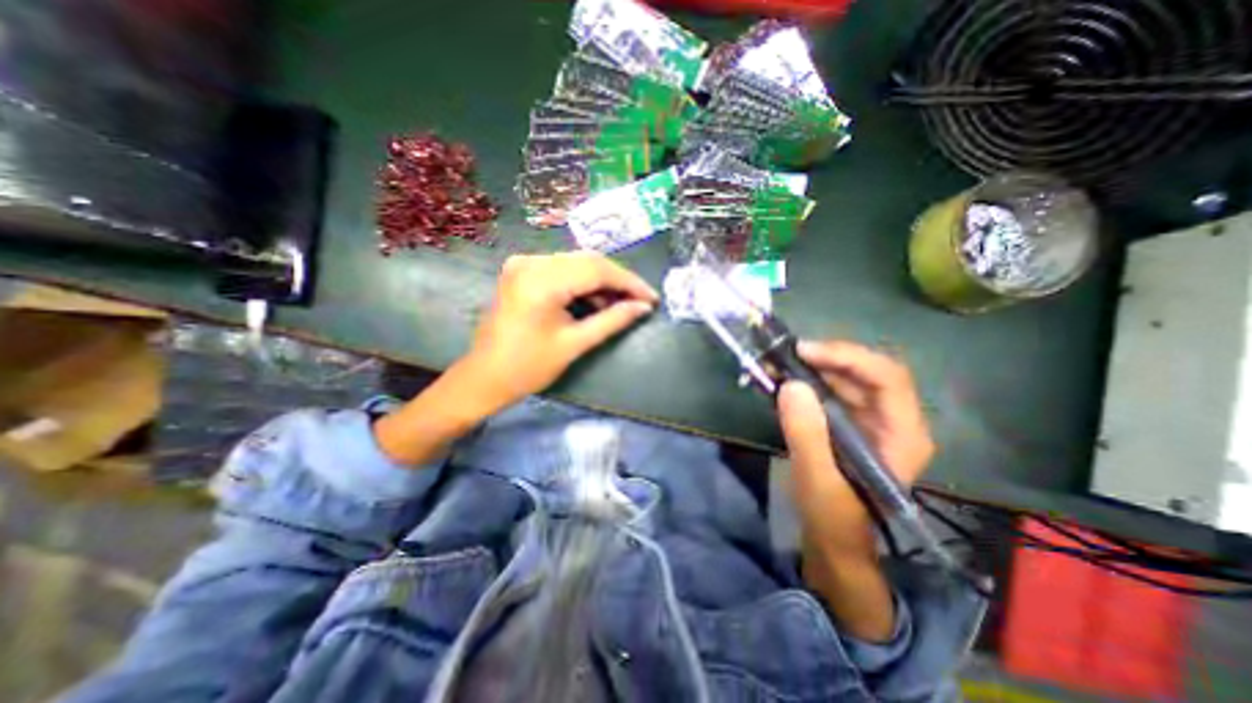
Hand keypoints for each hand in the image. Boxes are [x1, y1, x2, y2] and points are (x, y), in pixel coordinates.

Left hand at [459, 250, 657, 410]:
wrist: (485, 377)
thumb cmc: (528, 367)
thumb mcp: (574, 344)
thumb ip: (612, 321)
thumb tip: (643, 308)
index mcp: (542, 281)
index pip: (597, 270)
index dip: (629, 283)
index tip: (652, 298)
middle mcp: (531, 262)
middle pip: (588, 261)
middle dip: (618, 281)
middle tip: (640, 301)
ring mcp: (524, 263)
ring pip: (577, 263)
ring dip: (602, 281)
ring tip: (621, 304)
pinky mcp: (522, 270)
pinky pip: (562, 269)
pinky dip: (583, 282)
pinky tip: (596, 300)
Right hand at [780, 339, 934, 563]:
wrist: (832, 538)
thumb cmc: (833, 516)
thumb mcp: (818, 479)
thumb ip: (806, 435)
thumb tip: (790, 385)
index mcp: (902, 434)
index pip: (887, 377)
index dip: (847, 357)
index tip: (804, 351)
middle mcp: (892, 419)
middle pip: (865, 371)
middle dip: (825, 358)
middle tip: (784, 355)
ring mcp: (869, 419)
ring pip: (846, 377)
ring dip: (811, 367)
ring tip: (776, 364)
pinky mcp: (847, 421)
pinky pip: (829, 390)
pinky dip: (805, 381)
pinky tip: (782, 380)